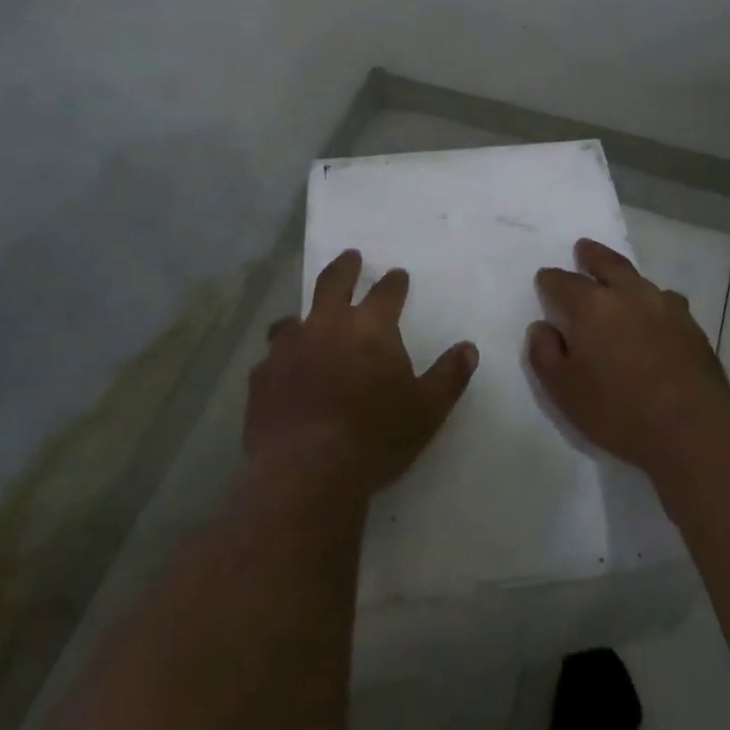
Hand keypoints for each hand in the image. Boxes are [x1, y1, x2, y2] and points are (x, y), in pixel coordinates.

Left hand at [246, 250, 478, 495]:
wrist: (305, 471)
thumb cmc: (375, 437)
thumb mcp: (426, 410)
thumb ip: (449, 376)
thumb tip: (468, 348)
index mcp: (370, 327)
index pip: (386, 292)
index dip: (394, 282)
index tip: (398, 275)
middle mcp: (326, 326)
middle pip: (333, 283)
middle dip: (345, 267)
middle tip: (350, 257)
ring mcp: (288, 349)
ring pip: (293, 319)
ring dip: (304, 317)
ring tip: (306, 321)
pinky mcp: (261, 378)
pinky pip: (270, 359)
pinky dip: (281, 360)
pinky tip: (283, 374)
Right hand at [530, 238, 729, 471]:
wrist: (692, 427)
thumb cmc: (619, 410)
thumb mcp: (563, 390)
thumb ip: (544, 354)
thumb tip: (542, 327)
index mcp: (591, 306)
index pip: (562, 282)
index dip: (550, 281)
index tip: (545, 281)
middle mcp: (628, 294)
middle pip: (607, 263)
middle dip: (591, 255)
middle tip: (584, 249)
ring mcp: (664, 305)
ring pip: (639, 279)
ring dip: (624, 276)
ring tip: (619, 280)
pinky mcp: (690, 324)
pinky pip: (666, 300)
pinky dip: (653, 300)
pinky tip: (655, 313)